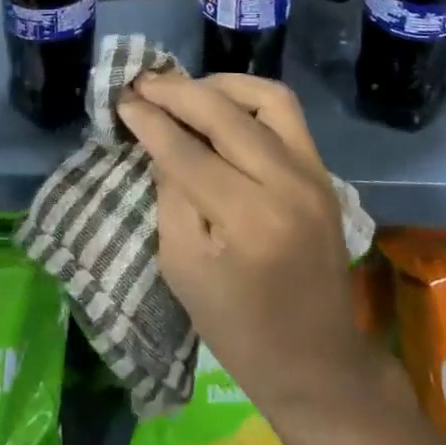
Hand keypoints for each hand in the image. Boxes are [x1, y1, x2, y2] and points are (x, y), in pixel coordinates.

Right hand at [117, 72, 371, 422]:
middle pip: (225, 113)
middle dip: (177, 91)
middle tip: (143, 83)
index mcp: (248, 220)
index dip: (150, 120)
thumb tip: (160, 137)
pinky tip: (221, 105)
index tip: (123, 99)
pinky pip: (286, 112)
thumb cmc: (238, 329)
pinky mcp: (322, 170)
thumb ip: (171, 194)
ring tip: (184, 90)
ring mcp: (313, 172)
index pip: (187, 151)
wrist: (317, 362)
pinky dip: (250, 98)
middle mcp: (287, 183)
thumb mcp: (183, 267)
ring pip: (265, 97)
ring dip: (219, 85)